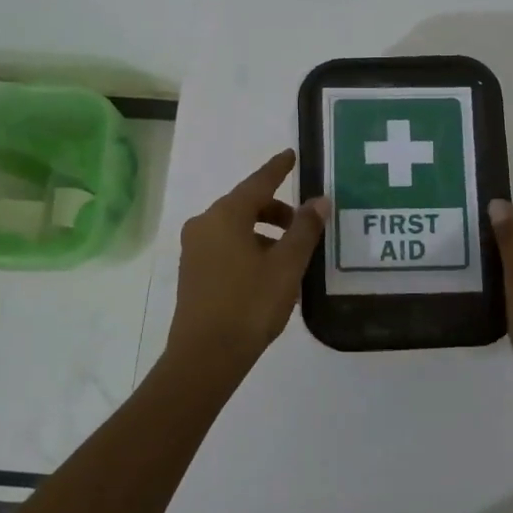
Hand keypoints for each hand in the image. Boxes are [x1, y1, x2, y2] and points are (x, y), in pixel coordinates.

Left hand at [165, 149, 327, 376]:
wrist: (206, 356)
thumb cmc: (250, 304)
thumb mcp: (287, 265)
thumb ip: (305, 229)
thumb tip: (319, 200)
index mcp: (225, 216)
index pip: (258, 183)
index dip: (277, 169)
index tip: (291, 155)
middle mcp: (204, 225)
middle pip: (246, 205)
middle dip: (276, 210)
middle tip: (304, 225)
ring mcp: (194, 249)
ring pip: (235, 227)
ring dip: (264, 232)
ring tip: (291, 255)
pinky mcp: (193, 272)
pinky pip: (226, 246)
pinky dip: (249, 247)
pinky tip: (268, 271)